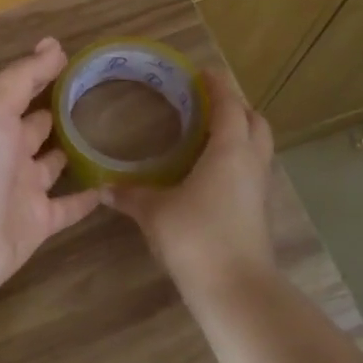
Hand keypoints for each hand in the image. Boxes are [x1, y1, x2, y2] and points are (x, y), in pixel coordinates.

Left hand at [0, 38, 101, 297]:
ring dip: (74, 153)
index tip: (76, 61)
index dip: (43, 77)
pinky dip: (88, 197)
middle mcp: (7, 155)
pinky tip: (113, 183)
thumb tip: (54, 44)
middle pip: (36, 130)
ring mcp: (23, 191)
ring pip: (54, 167)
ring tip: (109, 135)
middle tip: (98, 97)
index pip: (21, 94)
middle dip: (58, 114)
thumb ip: (23, 77)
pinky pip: (69, 206)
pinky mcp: (39, 223)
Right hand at [104, 70, 276, 300]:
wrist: (235, 289)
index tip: (202, 72)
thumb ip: (130, 195)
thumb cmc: (196, 237)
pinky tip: (208, 173)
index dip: (218, 86)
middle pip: (255, 122)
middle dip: (236, 107)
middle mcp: (251, 163)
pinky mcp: (257, 211)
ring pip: (257, 148)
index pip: (229, 106)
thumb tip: (103, 188)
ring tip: (207, 135)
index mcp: (230, 151)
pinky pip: (251, 171)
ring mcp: (259, 189)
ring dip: (239, 134)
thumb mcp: (155, 212)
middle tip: (208, 104)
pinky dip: (236, 160)